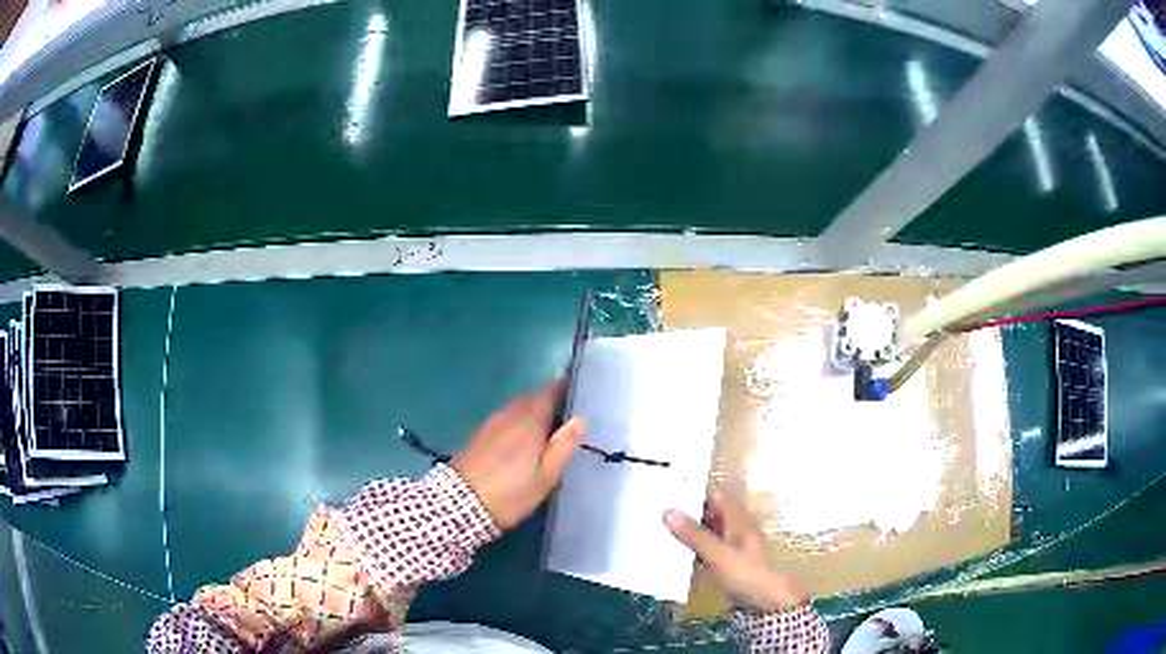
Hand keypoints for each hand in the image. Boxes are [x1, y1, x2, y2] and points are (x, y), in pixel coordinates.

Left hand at [453, 380, 585, 529]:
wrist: (462, 503)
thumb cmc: (511, 492)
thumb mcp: (546, 475)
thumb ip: (563, 445)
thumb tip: (580, 419)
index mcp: (529, 420)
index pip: (548, 393)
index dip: (562, 388)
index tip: (576, 389)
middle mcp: (510, 414)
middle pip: (531, 398)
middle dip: (548, 398)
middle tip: (566, 407)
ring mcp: (492, 423)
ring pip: (517, 407)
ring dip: (532, 408)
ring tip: (547, 421)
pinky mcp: (480, 434)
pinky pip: (506, 416)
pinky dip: (518, 418)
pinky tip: (522, 433)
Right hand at [664, 497, 809, 611]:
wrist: (767, 602)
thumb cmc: (745, 573)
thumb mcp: (717, 554)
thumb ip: (694, 535)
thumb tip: (668, 511)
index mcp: (739, 521)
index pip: (716, 498)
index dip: (697, 492)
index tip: (671, 490)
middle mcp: (737, 530)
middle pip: (712, 515)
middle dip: (690, 512)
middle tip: (659, 509)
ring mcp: (733, 548)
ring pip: (709, 533)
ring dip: (690, 531)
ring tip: (661, 528)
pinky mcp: (729, 565)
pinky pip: (708, 550)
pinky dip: (694, 549)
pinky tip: (676, 552)